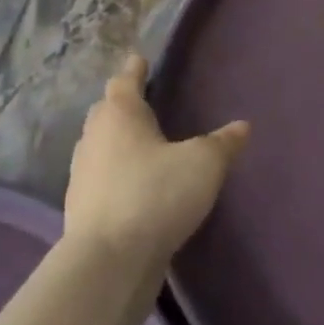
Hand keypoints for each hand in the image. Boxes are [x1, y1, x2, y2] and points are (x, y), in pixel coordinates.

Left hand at [63, 55, 249, 268]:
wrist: (108, 264)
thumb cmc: (156, 195)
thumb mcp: (203, 164)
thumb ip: (223, 143)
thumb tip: (242, 126)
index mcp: (120, 115)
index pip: (125, 81)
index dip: (135, 70)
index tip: (139, 60)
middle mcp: (94, 139)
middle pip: (105, 112)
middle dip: (121, 104)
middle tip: (141, 99)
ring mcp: (82, 177)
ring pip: (98, 146)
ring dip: (115, 141)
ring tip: (140, 142)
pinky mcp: (82, 212)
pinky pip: (100, 179)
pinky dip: (114, 175)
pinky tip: (133, 185)